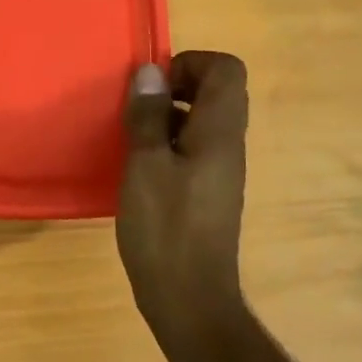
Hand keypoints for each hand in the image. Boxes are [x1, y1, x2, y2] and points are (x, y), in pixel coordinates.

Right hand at [117, 51, 250, 337]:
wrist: (189, 299)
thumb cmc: (165, 228)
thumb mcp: (145, 165)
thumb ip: (148, 116)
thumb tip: (150, 72)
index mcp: (219, 132)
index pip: (227, 70)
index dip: (191, 63)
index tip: (154, 84)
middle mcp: (228, 145)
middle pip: (218, 92)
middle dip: (177, 86)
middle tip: (139, 106)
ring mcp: (221, 170)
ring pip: (204, 120)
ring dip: (169, 115)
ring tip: (132, 134)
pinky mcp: (208, 192)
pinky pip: (195, 147)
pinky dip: (169, 142)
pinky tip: (139, 166)